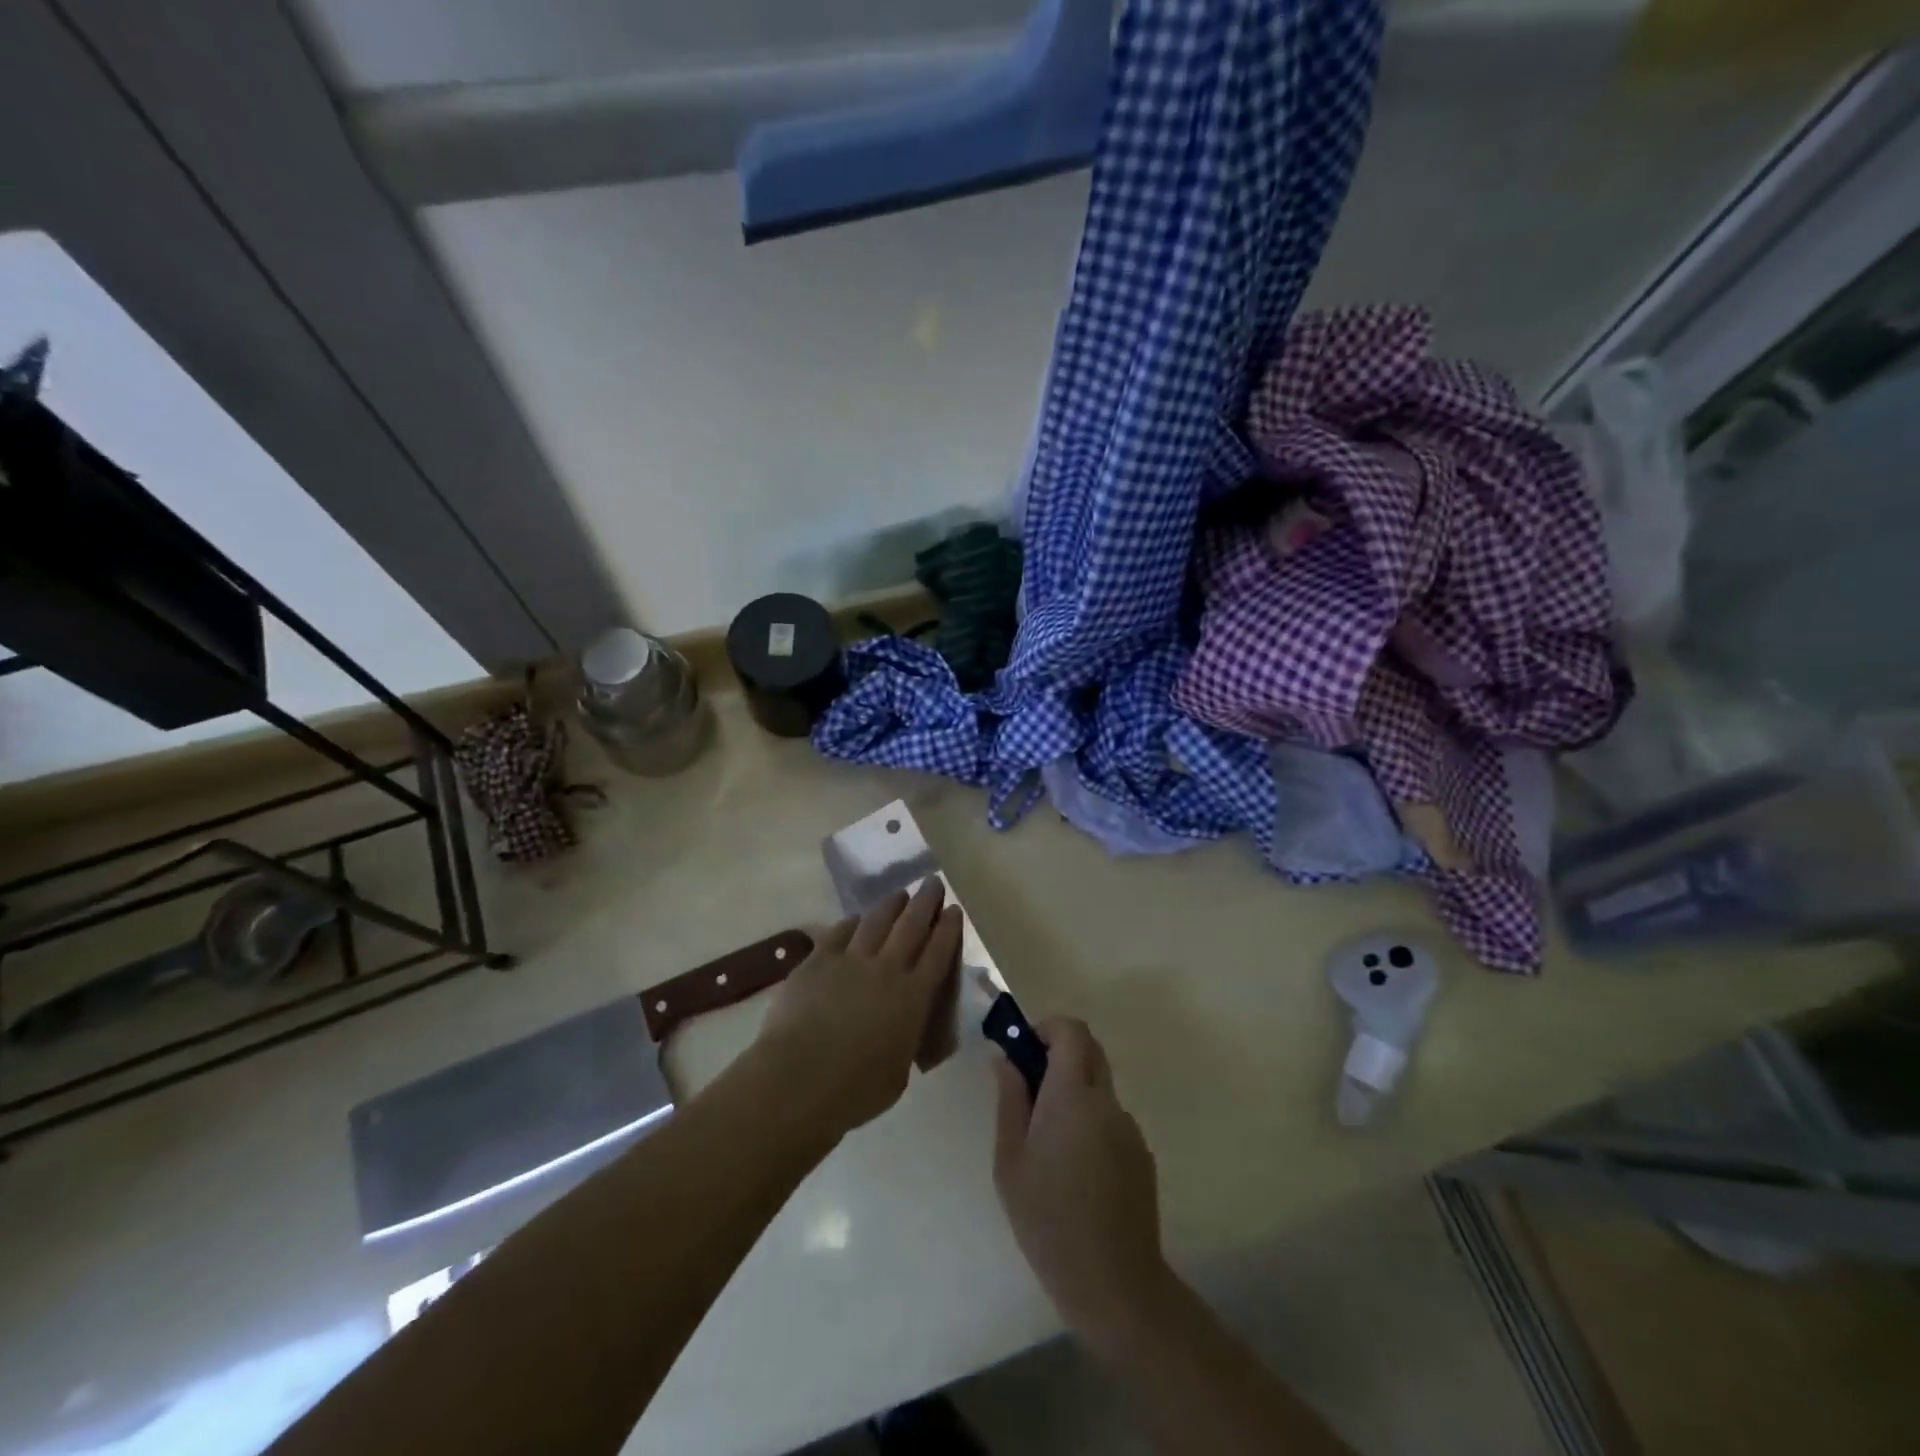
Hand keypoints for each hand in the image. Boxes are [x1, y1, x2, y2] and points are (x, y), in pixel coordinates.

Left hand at [754, 881, 962, 1138]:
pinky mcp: (818, 960)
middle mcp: (887, 969)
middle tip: (933, 882)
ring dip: (891, 904)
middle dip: (925, 901)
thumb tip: (902, 1028)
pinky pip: (839, 932)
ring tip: (899, 894)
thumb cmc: (856, 1090)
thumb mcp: (899, 1072)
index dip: (948, 928)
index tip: (954, 909)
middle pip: (911, 925)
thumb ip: (905, 1040)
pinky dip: (852, 923)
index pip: (938, 952)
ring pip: (876, 921)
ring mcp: (850, 960)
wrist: (800, 1079)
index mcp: (913, 997)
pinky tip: (855, 920)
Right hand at [993, 1018, 1171, 1348]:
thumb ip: (1010, 1101)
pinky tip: (1077, 1173)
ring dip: (1075, 1093)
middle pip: (1089, 1050)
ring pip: (1100, 1087)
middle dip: (1060, 1054)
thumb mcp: (1010, 1161)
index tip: (1025, 1052)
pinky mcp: (1142, 1153)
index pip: (1071, 1030)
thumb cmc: (1048, 1220)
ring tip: (1051, 1147)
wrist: (1114, 1283)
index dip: (1047, 1029)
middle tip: (1031, 1089)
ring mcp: (1129, 1127)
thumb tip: (1006, 1060)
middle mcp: (1106, 1101)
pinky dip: (1092, 1124)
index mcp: (1072, 1095)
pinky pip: (1111, 1119)